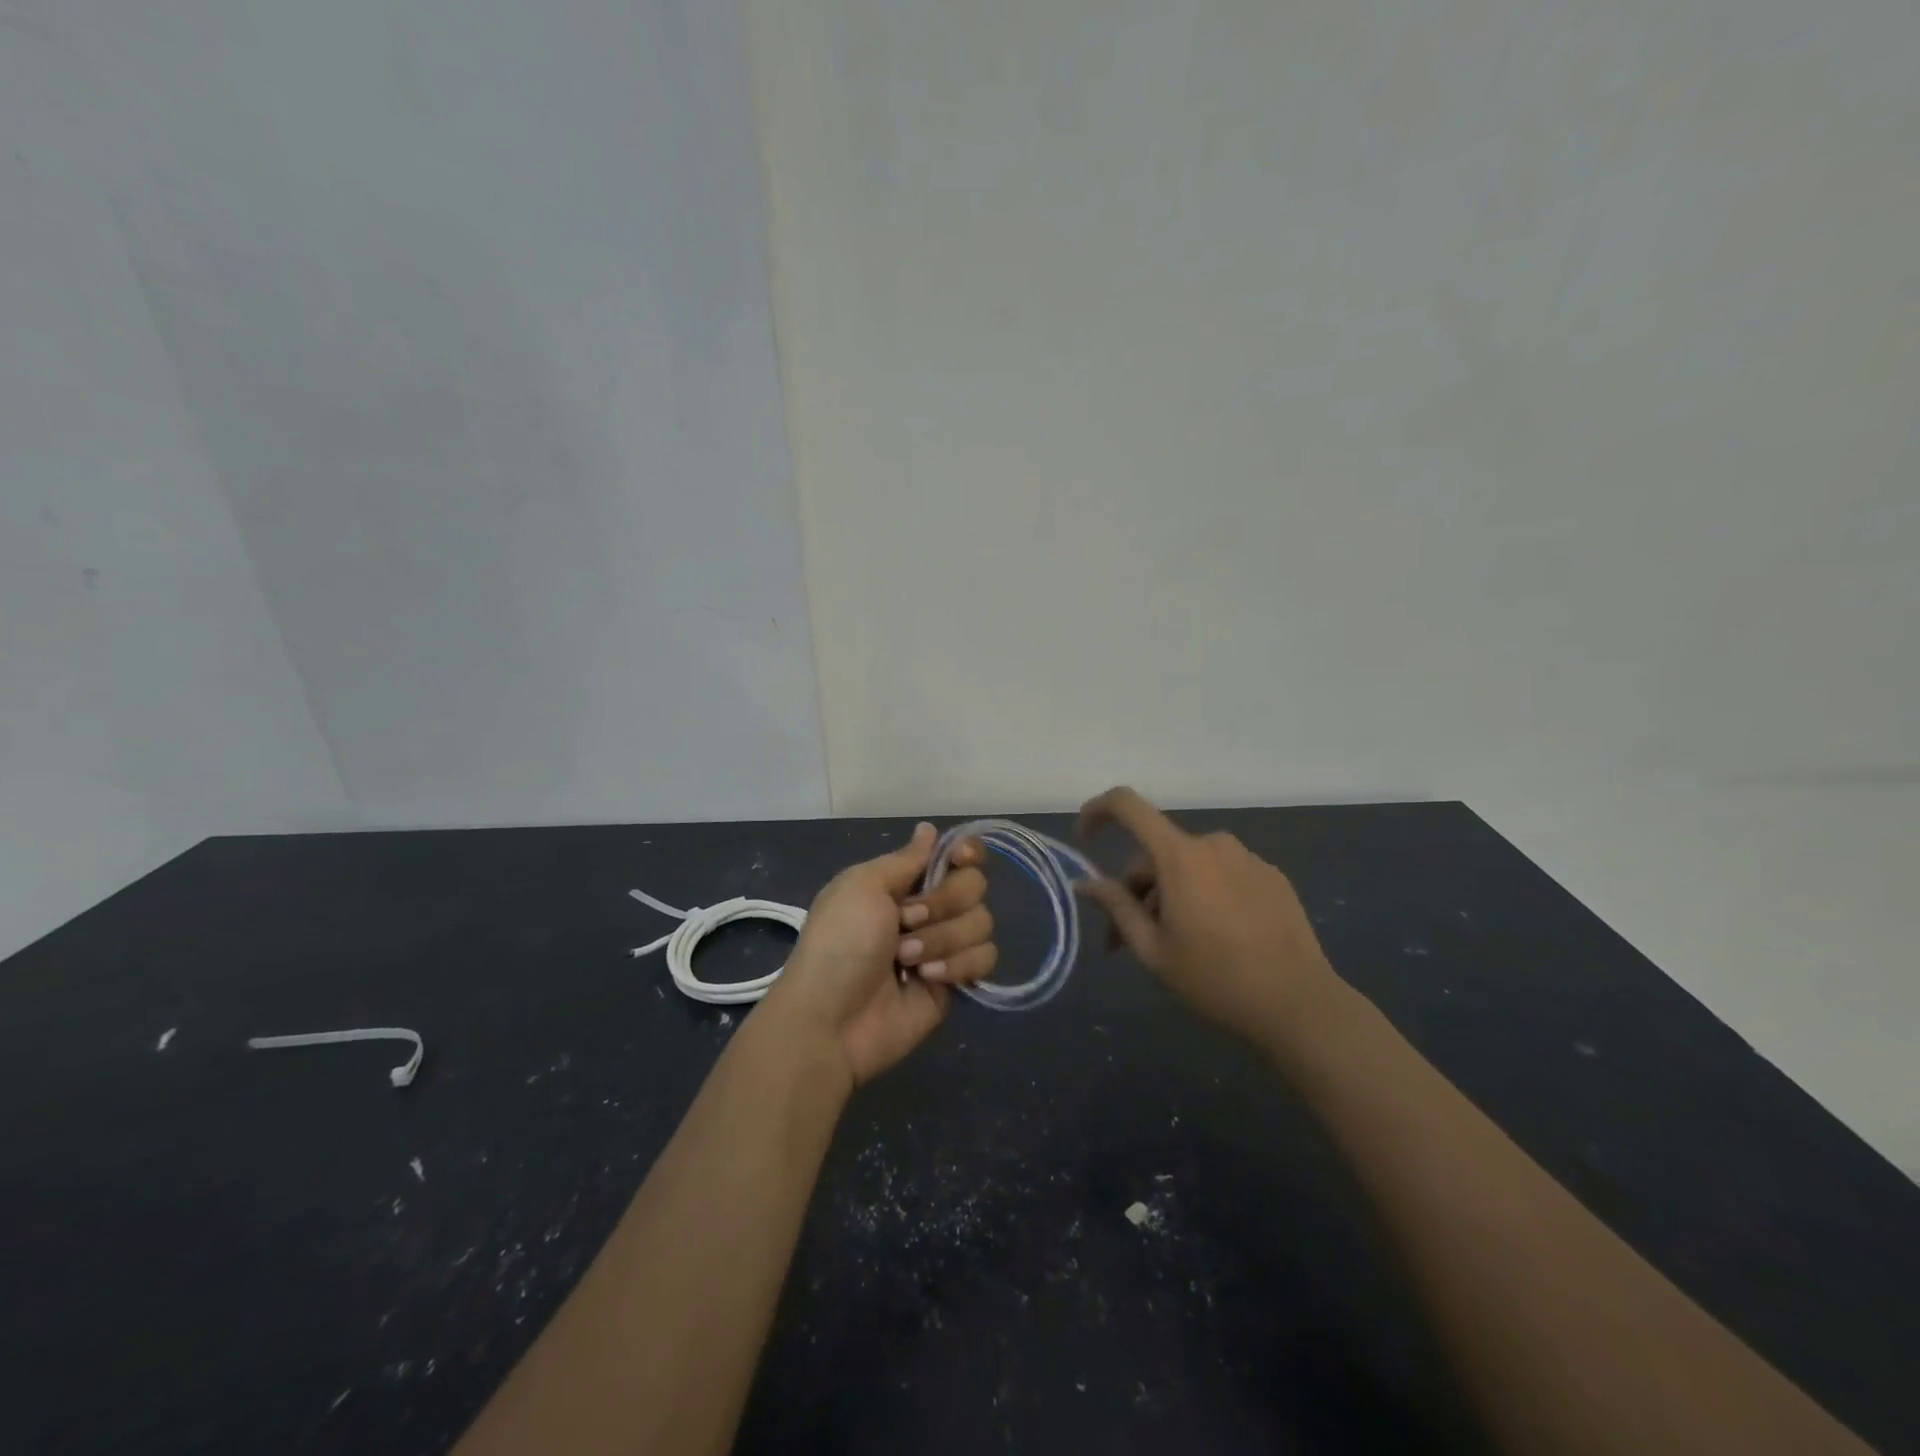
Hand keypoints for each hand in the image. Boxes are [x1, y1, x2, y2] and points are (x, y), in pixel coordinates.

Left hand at [759, 824, 996, 1086]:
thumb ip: (905, 859)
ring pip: (982, 923)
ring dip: (942, 939)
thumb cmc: (840, 942)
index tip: (959, 859)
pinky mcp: (956, 983)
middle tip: (906, 921)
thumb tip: (929, 828)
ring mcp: (944, 946)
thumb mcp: (862, 886)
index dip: (966, 853)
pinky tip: (925, 979)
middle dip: (943, 902)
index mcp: (904, 882)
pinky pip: (984, 959)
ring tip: (905, 960)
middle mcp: (929, 909)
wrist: (833, 1018)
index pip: (956, 855)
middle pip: (974, 886)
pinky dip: (957, 965)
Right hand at [1076, 787, 1336, 1038]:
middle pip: (1156, 853)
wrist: (1300, 1005)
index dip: (1098, 810)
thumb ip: (1116, 908)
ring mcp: (1248, 859)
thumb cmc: (1216, 979)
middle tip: (1123, 941)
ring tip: (1170, 944)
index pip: (1128, 806)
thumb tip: (1085, 883)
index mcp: (1180, 856)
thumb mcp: (1153, 950)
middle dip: (1134, 890)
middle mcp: (1214, 844)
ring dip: (1169, 894)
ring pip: (1189, 866)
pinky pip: (1221, 874)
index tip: (1083, 837)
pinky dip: (1204, 894)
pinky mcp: (1272, 877)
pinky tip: (1213, 938)